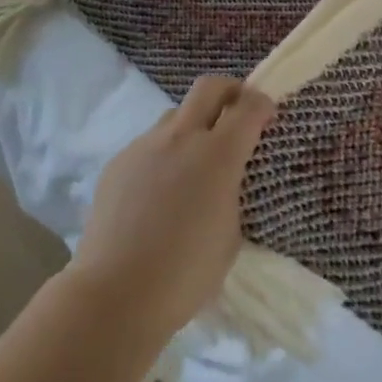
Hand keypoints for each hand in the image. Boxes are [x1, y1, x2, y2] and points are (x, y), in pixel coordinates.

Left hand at [71, 76, 276, 350]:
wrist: (114, 294)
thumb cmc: (184, 275)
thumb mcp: (229, 237)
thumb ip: (231, 195)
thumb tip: (222, 183)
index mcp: (217, 155)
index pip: (248, 107)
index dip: (262, 104)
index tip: (268, 114)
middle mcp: (181, 138)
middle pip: (209, 87)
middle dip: (229, 90)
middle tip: (237, 110)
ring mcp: (145, 145)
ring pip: (175, 116)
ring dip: (192, 127)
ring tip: (192, 165)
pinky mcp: (118, 161)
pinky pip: (148, 145)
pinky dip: (163, 156)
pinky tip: (157, 194)